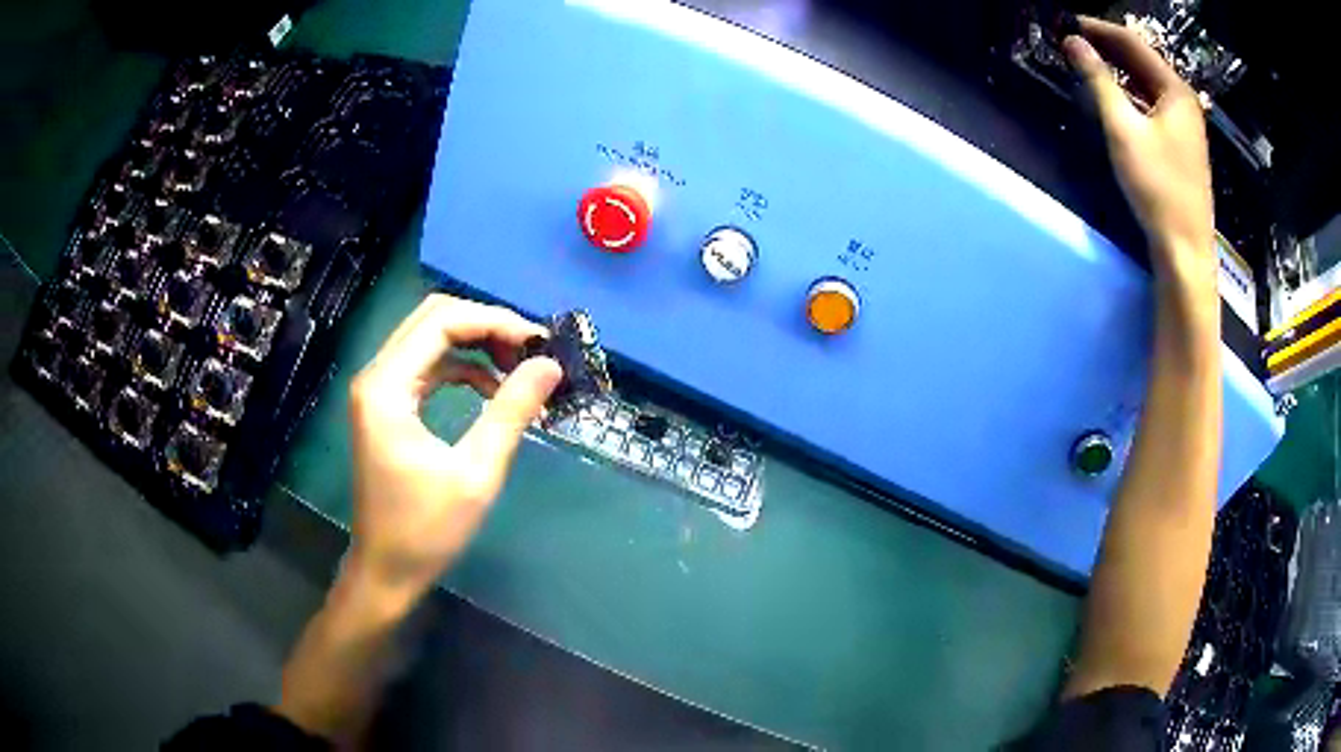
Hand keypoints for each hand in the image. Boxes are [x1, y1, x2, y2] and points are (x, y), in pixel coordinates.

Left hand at [346, 294, 562, 596]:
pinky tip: (492, 390)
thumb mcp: (476, 473)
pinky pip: (427, 366)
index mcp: (387, 387)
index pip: (441, 323)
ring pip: (430, 338)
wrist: (385, 570)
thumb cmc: (426, 531)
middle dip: (486, 326)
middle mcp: (376, 377)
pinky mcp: (387, 406)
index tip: (539, 343)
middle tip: (531, 352)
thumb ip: (511, 412)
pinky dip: (462, 368)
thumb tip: (550, 365)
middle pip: (433, 319)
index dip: (493, 321)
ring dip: (476, 344)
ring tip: (519, 369)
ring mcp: (378, 390)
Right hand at [1064, 17, 1214, 280]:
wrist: (1185, 249)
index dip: (1098, 28)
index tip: (1067, 23)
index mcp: (1175, 90)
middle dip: (1107, 46)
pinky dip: (1130, 93)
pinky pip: (1153, 103)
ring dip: (1118, 69)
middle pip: (1142, 60)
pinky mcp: (1182, 144)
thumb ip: (1098, 80)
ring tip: (1087, 61)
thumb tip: (1071, 41)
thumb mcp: (1123, 129)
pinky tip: (1113, 95)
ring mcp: (1186, 124)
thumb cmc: (1157, 187)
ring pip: (1147, 82)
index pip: (1132, 42)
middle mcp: (1184, 101)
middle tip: (1073, 40)